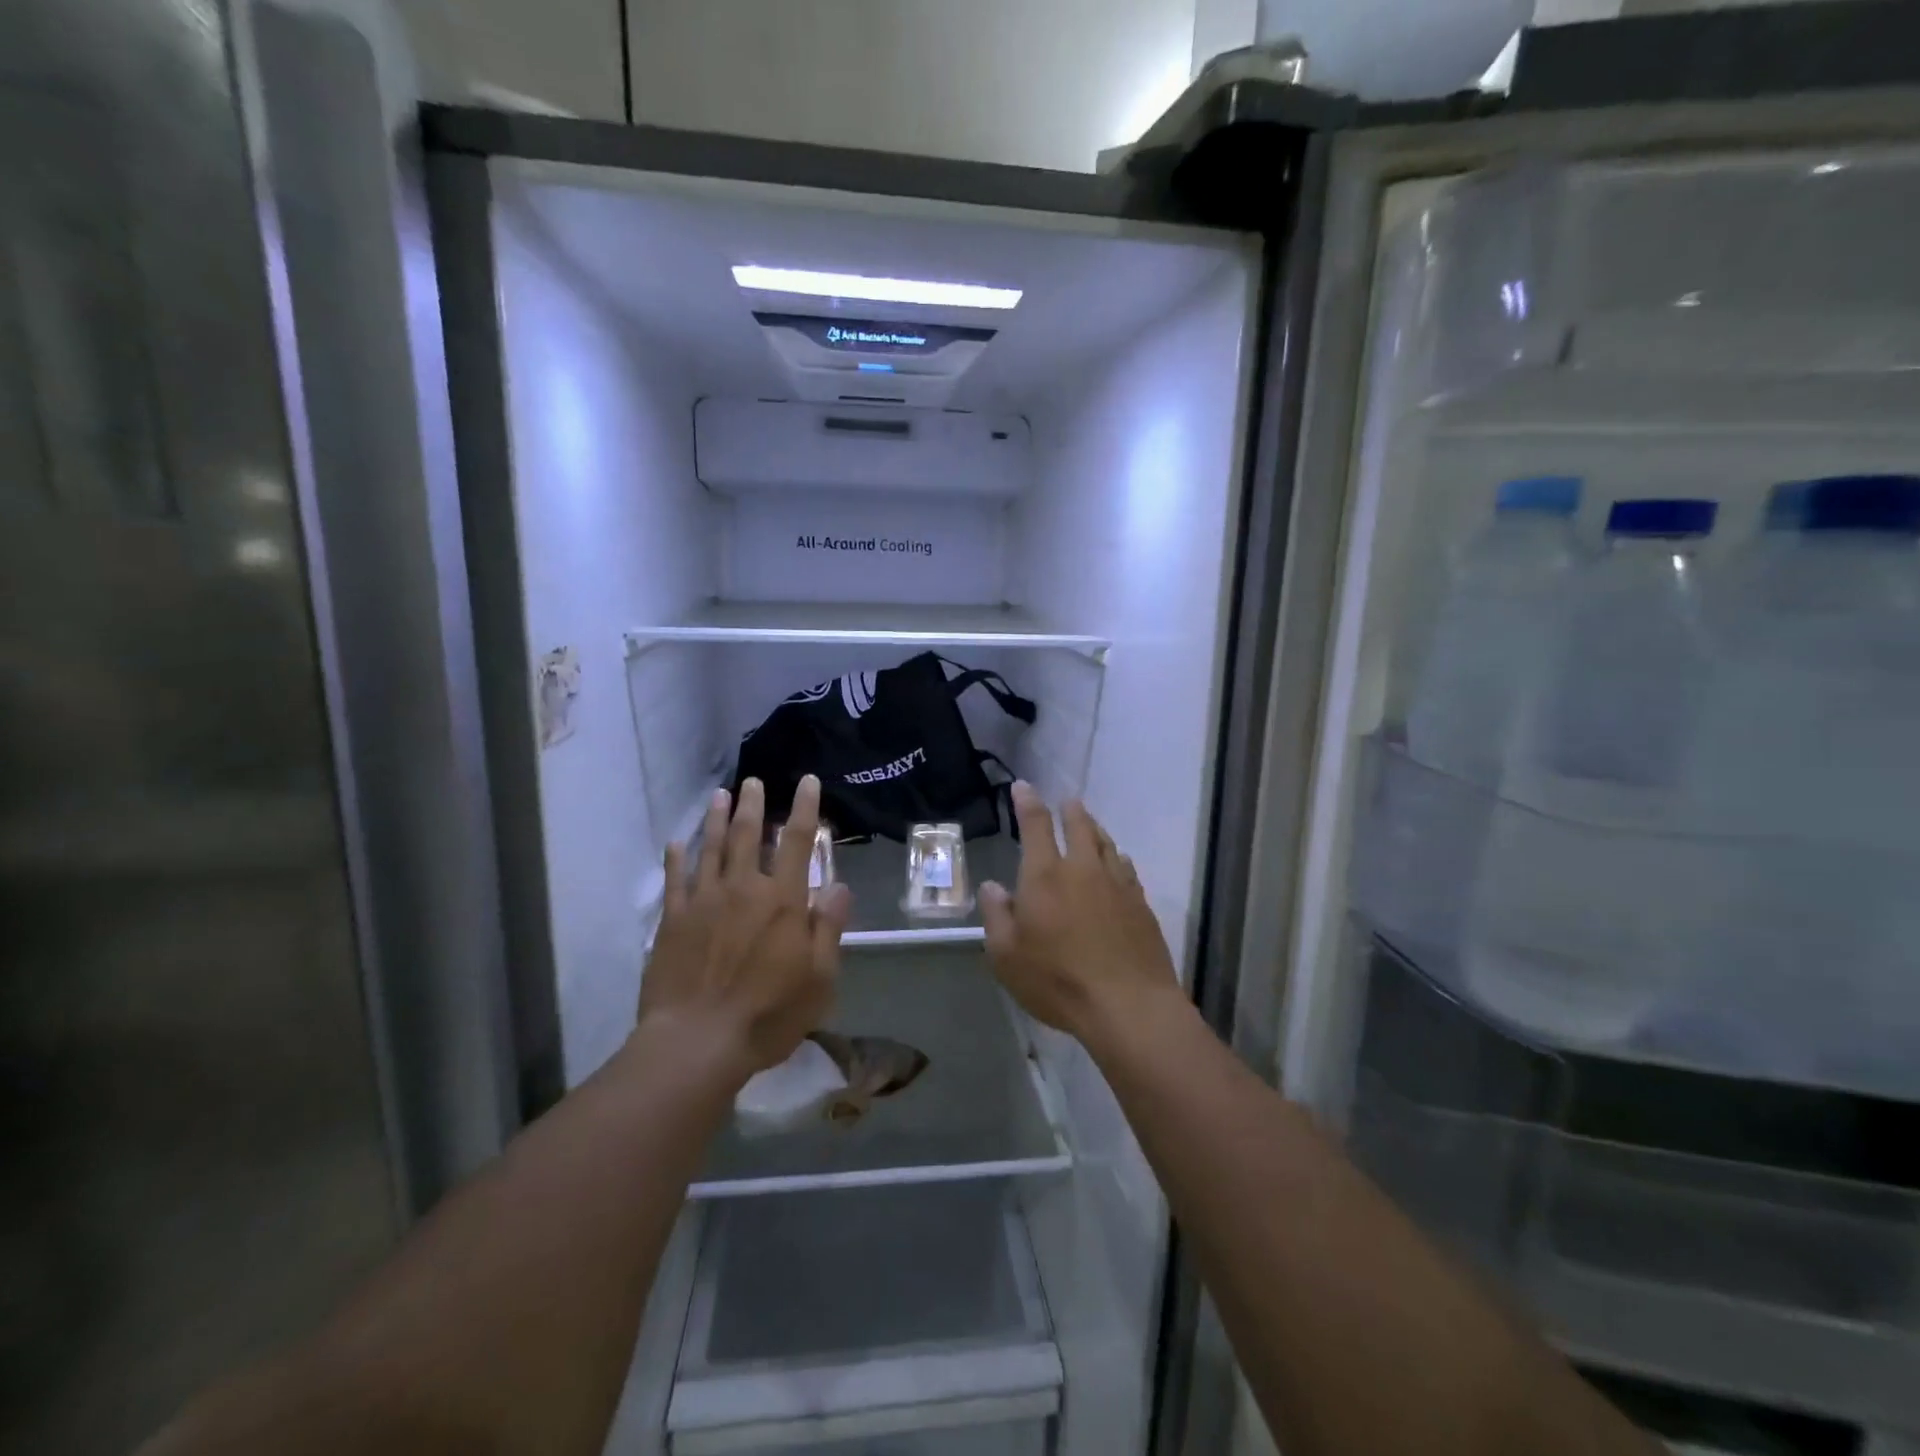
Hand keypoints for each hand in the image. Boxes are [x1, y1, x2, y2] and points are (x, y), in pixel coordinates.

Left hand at [639, 775, 850, 1082]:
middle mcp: (743, 889)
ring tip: (720, 796)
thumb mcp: (819, 978)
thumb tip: (839, 886)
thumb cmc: (768, 1014)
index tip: (808, 782)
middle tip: (753, 781)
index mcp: (783, 900)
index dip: (805, 809)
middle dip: (753, 804)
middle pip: (749, 835)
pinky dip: (676, 857)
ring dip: (717, 819)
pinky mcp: (672, 921)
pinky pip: (675, 880)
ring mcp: (703, 901)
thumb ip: (828, 928)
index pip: (798, 842)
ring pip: (711, 848)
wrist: (697, 1042)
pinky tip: (676, 842)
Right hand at [979, 782, 1182, 1051]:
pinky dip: (1117, 858)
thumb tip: (993, 886)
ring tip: (1089, 826)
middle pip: (1078, 825)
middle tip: (1066, 802)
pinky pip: (1126, 867)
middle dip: (1069, 810)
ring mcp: (1117, 884)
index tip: (1022, 787)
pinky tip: (1117, 863)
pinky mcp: (1141, 903)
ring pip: (1106, 843)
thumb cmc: (1057, 981)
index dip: (1027, 801)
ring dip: (1095, 829)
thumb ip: (997, 916)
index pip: (1035, 824)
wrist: (1129, 1005)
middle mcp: (1082, 868)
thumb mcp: (1007, 956)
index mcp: (1045, 875)